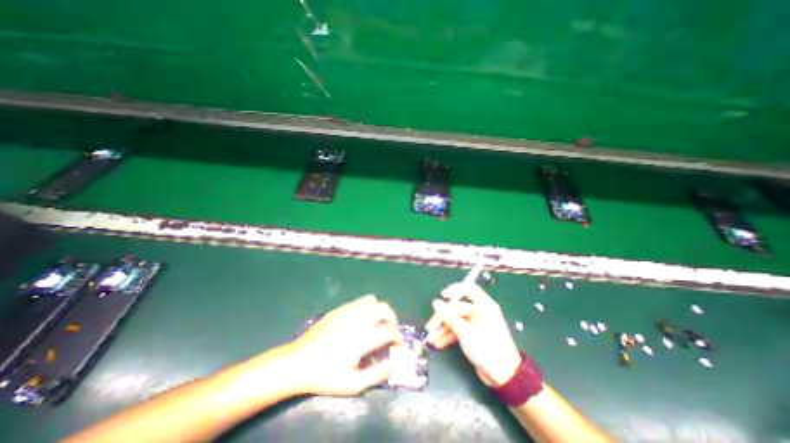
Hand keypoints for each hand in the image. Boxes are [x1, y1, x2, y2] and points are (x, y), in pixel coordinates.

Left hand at [288, 296, 402, 396]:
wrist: (299, 362)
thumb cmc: (326, 375)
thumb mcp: (353, 384)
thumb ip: (377, 374)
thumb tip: (393, 362)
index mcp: (361, 338)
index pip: (389, 331)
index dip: (398, 337)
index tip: (399, 344)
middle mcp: (357, 319)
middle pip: (383, 308)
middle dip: (392, 318)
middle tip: (389, 330)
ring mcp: (347, 311)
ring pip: (372, 300)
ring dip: (379, 310)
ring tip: (377, 323)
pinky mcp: (339, 309)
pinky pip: (359, 301)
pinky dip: (367, 308)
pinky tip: (361, 320)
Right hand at [427, 281, 521, 385]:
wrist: (504, 376)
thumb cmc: (486, 348)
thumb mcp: (464, 332)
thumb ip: (448, 316)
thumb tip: (435, 302)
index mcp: (483, 305)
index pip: (468, 289)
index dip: (454, 289)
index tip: (442, 296)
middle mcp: (480, 311)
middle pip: (457, 308)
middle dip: (442, 318)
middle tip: (429, 327)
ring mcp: (477, 323)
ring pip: (456, 320)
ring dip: (443, 329)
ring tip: (431, 339)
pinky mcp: (475, 334)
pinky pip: (460, 330)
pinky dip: (450, 335)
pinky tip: (439, 343)